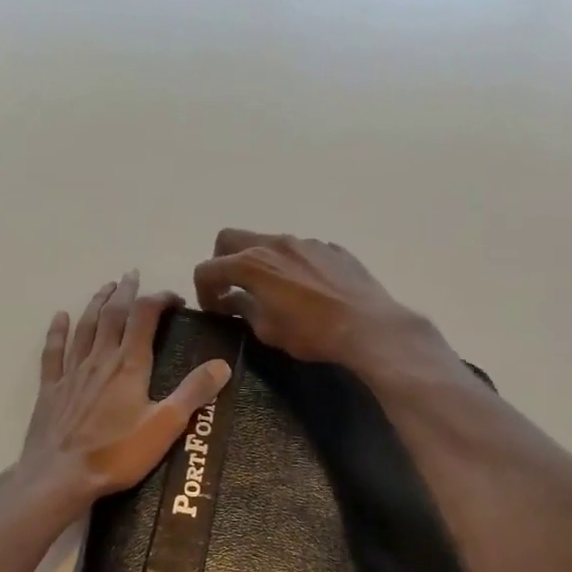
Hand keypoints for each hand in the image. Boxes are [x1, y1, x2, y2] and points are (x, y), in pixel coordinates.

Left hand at [19, 271, 232, 512]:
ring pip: (85, 327)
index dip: (159, 300)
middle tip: (133, 275)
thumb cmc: (116, 454)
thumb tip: (222, 363)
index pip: (145, 317)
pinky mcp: (51, 389)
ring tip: (106, 287)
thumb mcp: (165, 426)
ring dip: (96, 303)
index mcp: (129, 364)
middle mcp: (100, 358)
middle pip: (113, 314)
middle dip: (125, 292)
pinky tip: (59, 317)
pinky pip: (54, 352)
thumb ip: (193, 392)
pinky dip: (57, 331)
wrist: (60, 477)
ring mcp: (72, 372)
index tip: (174, 299)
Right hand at [192, 230, 425, 369]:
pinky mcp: (331, 248)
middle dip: (222, 261)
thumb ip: (244, 309)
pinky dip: (292, 265)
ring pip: (268, 241)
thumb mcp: (267, 330)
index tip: (214, 309)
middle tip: (232, 288)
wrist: (368, 327)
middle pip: (230, 238)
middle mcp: (274, 243)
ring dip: (260, 261)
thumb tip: (233, 300)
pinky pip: (300, 251)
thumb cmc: (311, 333)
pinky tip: (306, 290)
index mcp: (251, 263)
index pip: (207, 268)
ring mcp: (305, 242)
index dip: (203, 290)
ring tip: (273, 289)